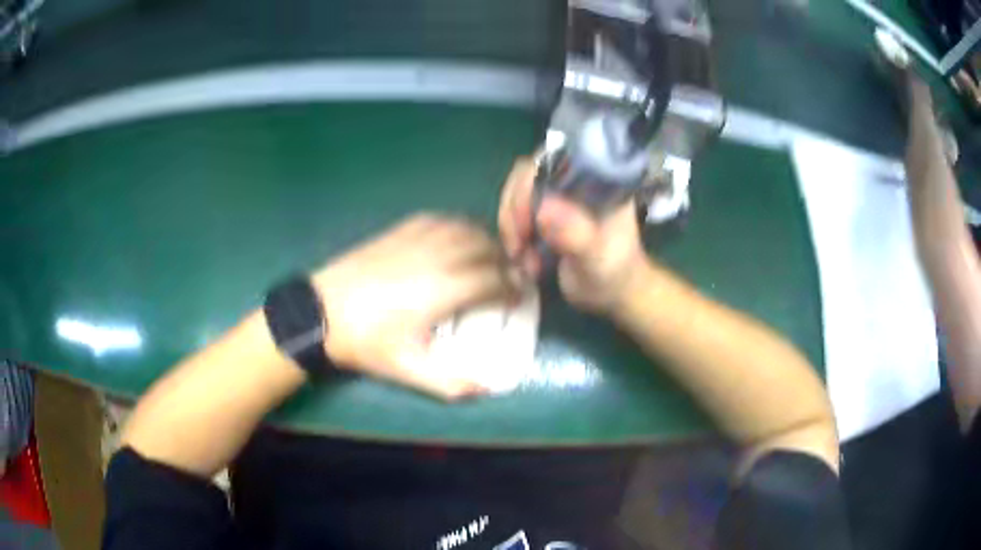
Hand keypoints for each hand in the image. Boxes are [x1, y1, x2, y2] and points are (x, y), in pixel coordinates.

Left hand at [311, 215, 519, 399]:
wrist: (321, 312)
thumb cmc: (366, 342)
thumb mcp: (408, 370)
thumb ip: (451, 384)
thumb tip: (487, 388)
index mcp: (444, 290)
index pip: (494, 280)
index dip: (513, 287)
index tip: (518, 296)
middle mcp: (437, 257)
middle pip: (486, 249)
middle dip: (504, 262)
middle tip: (507, 278)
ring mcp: (416, 240)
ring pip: (464, 228)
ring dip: (484, 241)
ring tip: (487, 258)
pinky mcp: (398, 231)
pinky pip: (439, 219)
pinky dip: (457, 226)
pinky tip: (455, 238)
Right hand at [498, 158, 648, 312]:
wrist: (609, 292)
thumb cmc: (613, 272)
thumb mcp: (599, 258)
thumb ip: (578, 235)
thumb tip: (543, 209)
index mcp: (596, 179)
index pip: (556, 157)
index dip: (532, 181)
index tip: (527, 220)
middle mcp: (573, 178)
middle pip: (529, 172)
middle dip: (516, 208)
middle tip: (519, 245)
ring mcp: (555, 193)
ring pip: (516, 191)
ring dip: (511, 225)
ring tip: (522, 257)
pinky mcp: (541, 209)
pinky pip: (514, 209)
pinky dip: (510, 233)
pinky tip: (521, 257)